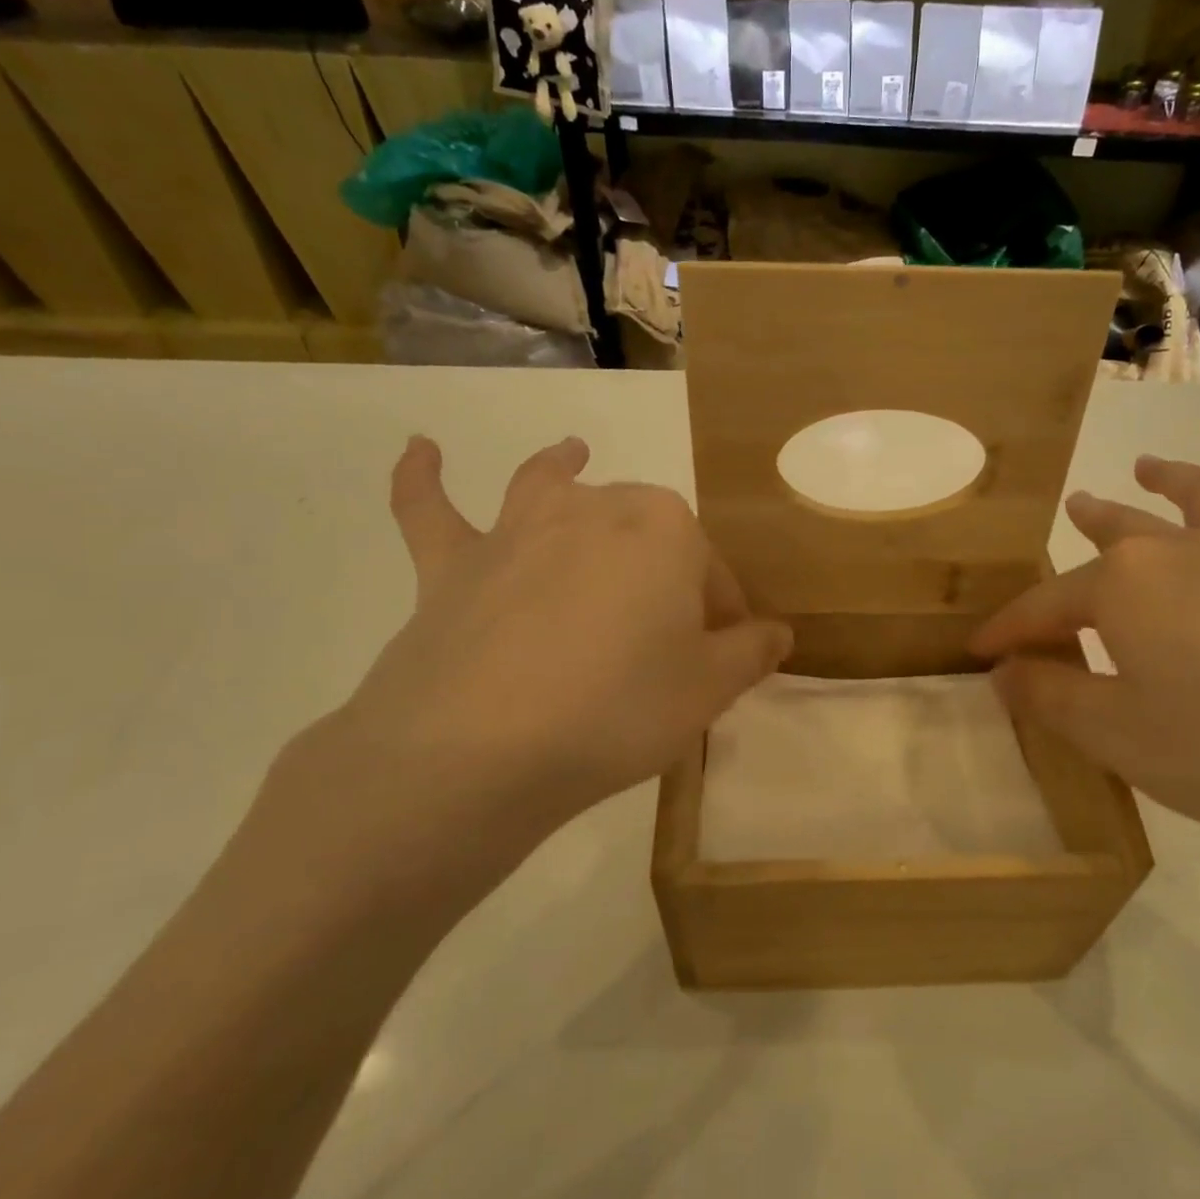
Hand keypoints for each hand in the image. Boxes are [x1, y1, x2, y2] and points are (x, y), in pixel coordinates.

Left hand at [248, 436, 790, 925]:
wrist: (483, 748)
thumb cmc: (619, 709)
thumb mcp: (709, 690)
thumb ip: (752, 653)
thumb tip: (778, 632)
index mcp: (665, 529)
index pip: (711, 570)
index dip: (722, 615)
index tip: (723, 660)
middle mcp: (593, 508)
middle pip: (642, 529)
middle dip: (664, 568)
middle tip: (667, 635)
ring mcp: (515, 530)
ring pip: (547, 486)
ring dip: (561, 466)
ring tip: (573, 452)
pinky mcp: (450, 565)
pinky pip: (430, 511)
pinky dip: (422, 480)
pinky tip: (420, 450)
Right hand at [973, 455, 1199, 885]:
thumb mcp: (1112, 735)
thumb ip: (1049, 698)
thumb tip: (1006, 673)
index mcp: (1124, 587)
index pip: (1046, 607)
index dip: (1008, 631)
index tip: (980, 654)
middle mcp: (1184, 558)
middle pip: (1119, 537)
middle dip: (1087, 528)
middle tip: (1071, 511)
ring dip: (1174, 482)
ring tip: (1149, 467)